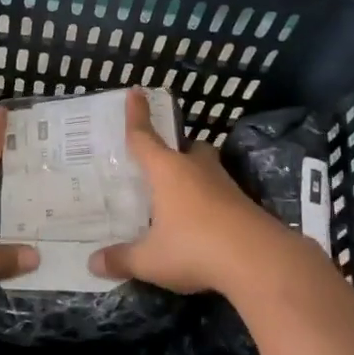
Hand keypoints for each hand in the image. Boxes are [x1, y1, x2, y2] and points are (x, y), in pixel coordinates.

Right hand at [91, 90, 294, 295]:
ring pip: (208, 169)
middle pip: (187, 148)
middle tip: (162, 164)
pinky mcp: (246, 206)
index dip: (137, 115)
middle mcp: (197, 170)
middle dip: (176, 150)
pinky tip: (202, 224)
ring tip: (179, 198)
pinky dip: (210, 203)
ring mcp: (226, 186)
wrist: (261, 261)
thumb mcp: (150, 260)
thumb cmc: (195, 248)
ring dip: (195, 177)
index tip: (136, 92)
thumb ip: (121, 259)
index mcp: (168, 171)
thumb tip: (92, 262)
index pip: (145, 137)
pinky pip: (221, 195)